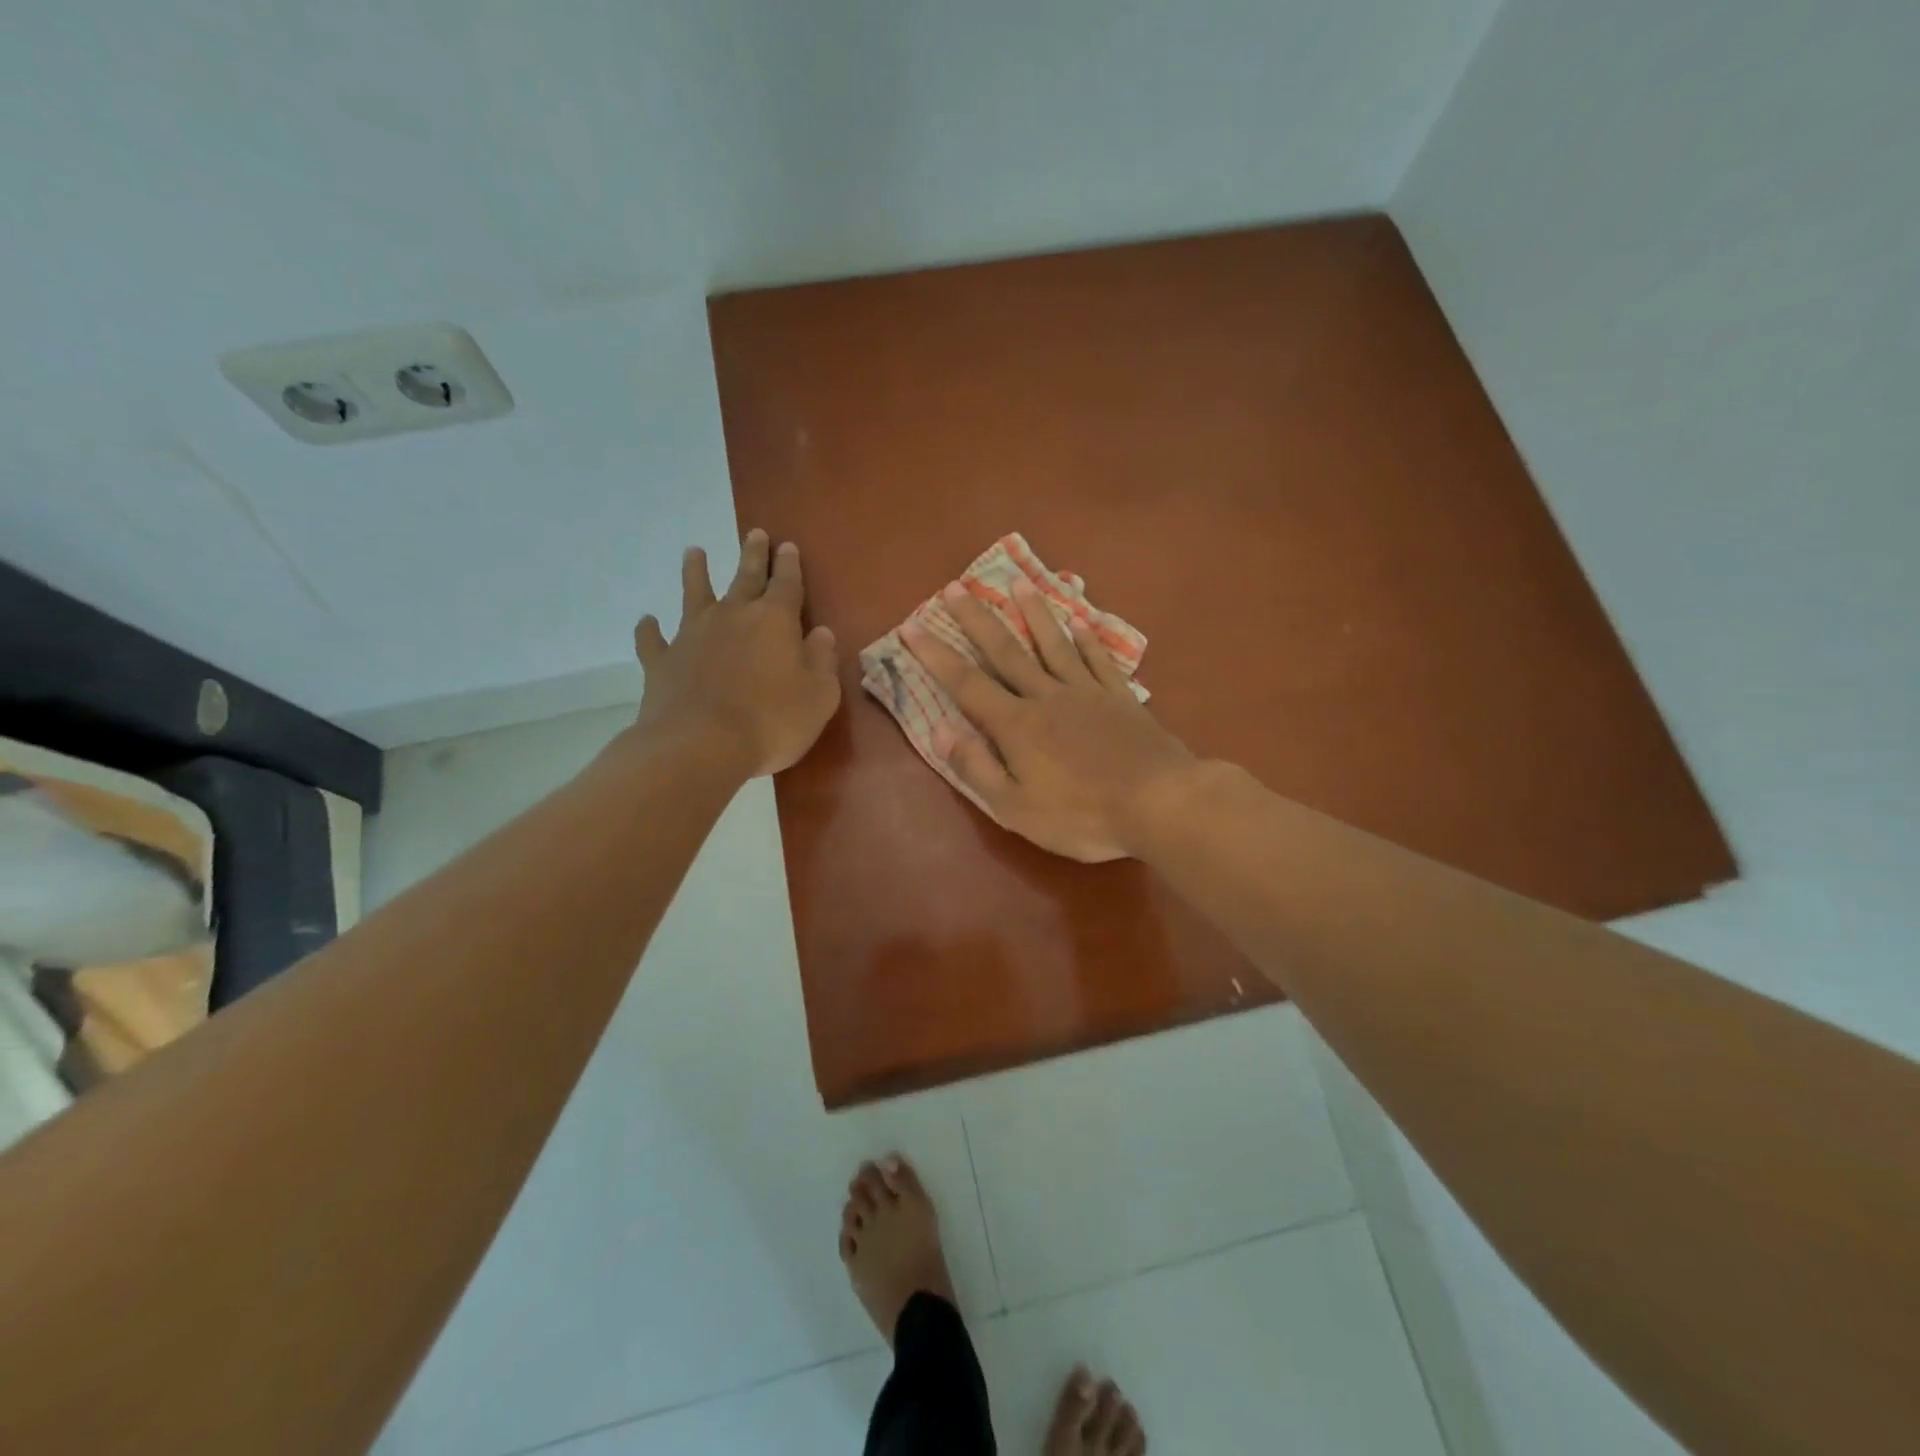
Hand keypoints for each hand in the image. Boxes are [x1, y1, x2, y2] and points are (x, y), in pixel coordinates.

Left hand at [633, 529, 840, 776]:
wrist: (701, 745)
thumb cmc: (772, 721)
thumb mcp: (819, 695)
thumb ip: (822, 660)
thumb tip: (822, 633)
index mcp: (775, 620)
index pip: (787, 584)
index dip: (789, 565)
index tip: (787, 546)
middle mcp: (732, 616)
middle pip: (745, 578)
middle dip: (753, 555)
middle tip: (755, 533)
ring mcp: (692, 636)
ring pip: (694, 594)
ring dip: (695, 572)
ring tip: (694, 552)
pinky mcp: (662, 661)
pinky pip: (654, 640)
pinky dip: (650, 630)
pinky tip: (647, 622)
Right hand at [902, 577, 1196, 861]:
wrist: (1159, 803)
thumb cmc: (1082, 815)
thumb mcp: (1016, 808)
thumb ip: (977, 768)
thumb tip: (940, 732)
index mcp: (1017, 725)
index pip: (966, 683)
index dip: (936, 655)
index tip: (912, 627)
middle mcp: (1047, 696)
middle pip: (1006, 651)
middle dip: (977, 620)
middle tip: (955, 587)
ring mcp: (1087, 692)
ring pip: (1053, 644)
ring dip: (1033, 613)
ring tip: (1018, 584)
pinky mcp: (1121, 697)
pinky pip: (1098, 660)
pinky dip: (1087, 640)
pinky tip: (1079, 622)